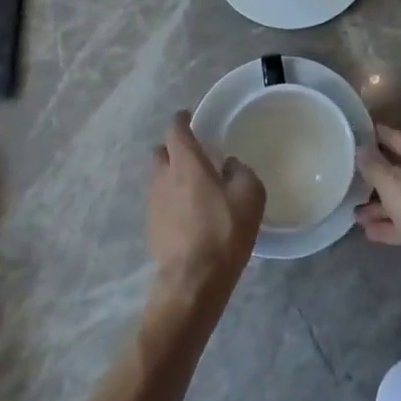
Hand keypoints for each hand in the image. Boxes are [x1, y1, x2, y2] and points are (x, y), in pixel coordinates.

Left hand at [147, 112, 264, 312]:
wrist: (193, 281)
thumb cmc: (224, 231)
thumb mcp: (250, 195)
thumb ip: (240, 171)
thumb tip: (229, 166)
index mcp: (185, 162)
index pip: (175, 129)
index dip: (182, 120)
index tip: (191, 118)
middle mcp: (163, 177)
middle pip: (160, 152)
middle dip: (174, 149)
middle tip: (194, 157)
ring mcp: (152, 204)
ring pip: (158, 179)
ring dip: (172, 177)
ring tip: (193, 190)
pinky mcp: (150, 228)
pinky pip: (160, 203)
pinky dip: (171, 202)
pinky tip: (188, 216)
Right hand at [355, 125, 400, 289]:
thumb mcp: (392, 183)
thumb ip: (373, 165)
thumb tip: (360, 149)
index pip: (393, 136)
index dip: (372, 135)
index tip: (351, 135)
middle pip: (399, 169)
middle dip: (373, 177)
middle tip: (348, 179)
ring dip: (380, 206)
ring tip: (355, 215)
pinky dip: (392, 225)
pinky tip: (370, 233)